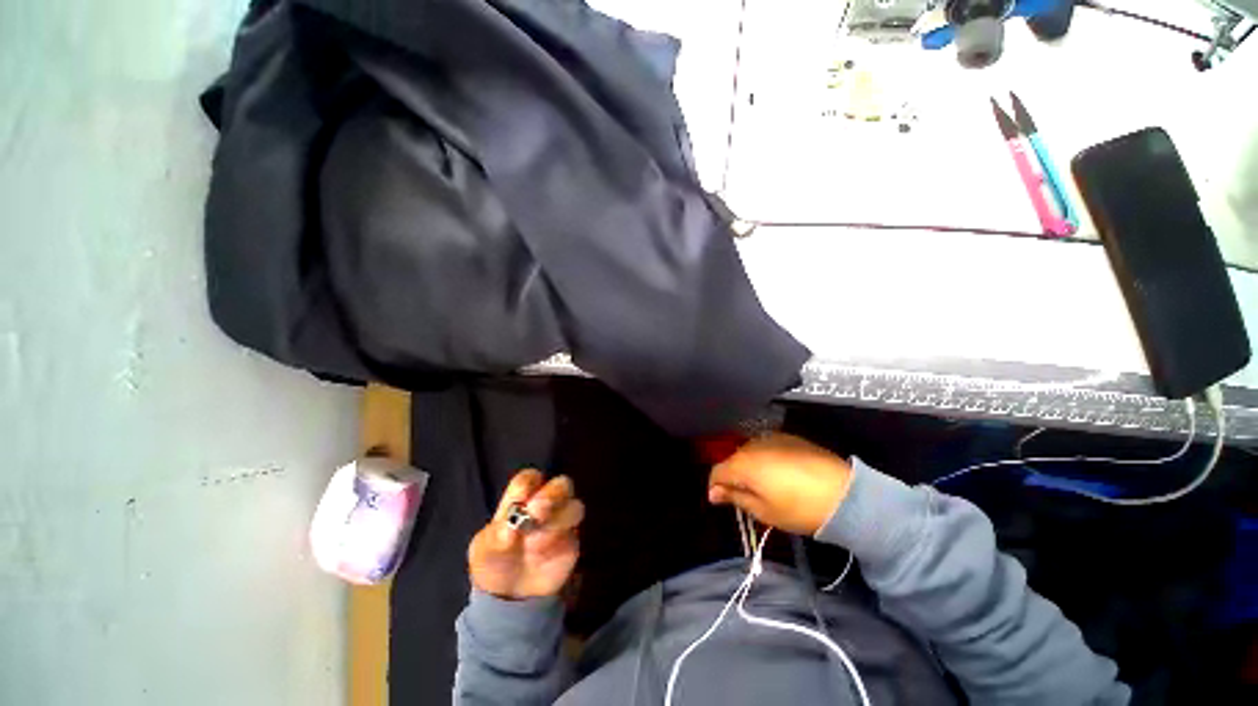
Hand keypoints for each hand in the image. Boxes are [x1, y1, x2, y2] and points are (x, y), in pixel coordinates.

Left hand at [468, 470, 583, 599]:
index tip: (519, 497)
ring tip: (534, 544)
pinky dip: (560, 541)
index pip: (530, 478)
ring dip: (556, 521)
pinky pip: (574, 534)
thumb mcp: (485, 549)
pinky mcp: (571, 541)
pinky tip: (543, 554)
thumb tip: (511, 527)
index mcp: (522, 497)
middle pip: (562, 484)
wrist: (508, 595)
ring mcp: (562, 520)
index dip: (527, 483)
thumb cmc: (493, 560)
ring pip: (574, 507)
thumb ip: (497, 536)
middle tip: (537, 510)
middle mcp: (547, 503)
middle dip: (552, 494)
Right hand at [708, 433, 853, 535]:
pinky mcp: (788, 437)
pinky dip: (766, 458)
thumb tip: (714, 493)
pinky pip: (767, 446)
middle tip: (746, 496)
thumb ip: (735, 498)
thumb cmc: (799, 508)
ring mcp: (771, 438)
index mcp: (742, 464)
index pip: (717, 471)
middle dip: (734, 476)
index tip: (721, 500)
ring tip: (765, 485)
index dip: (715, 487)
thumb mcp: (763, 511)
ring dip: (750, 466)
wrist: (844, 494)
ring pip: (749, 452)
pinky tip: (780, 473)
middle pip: (732, 459)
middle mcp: (752, 445)